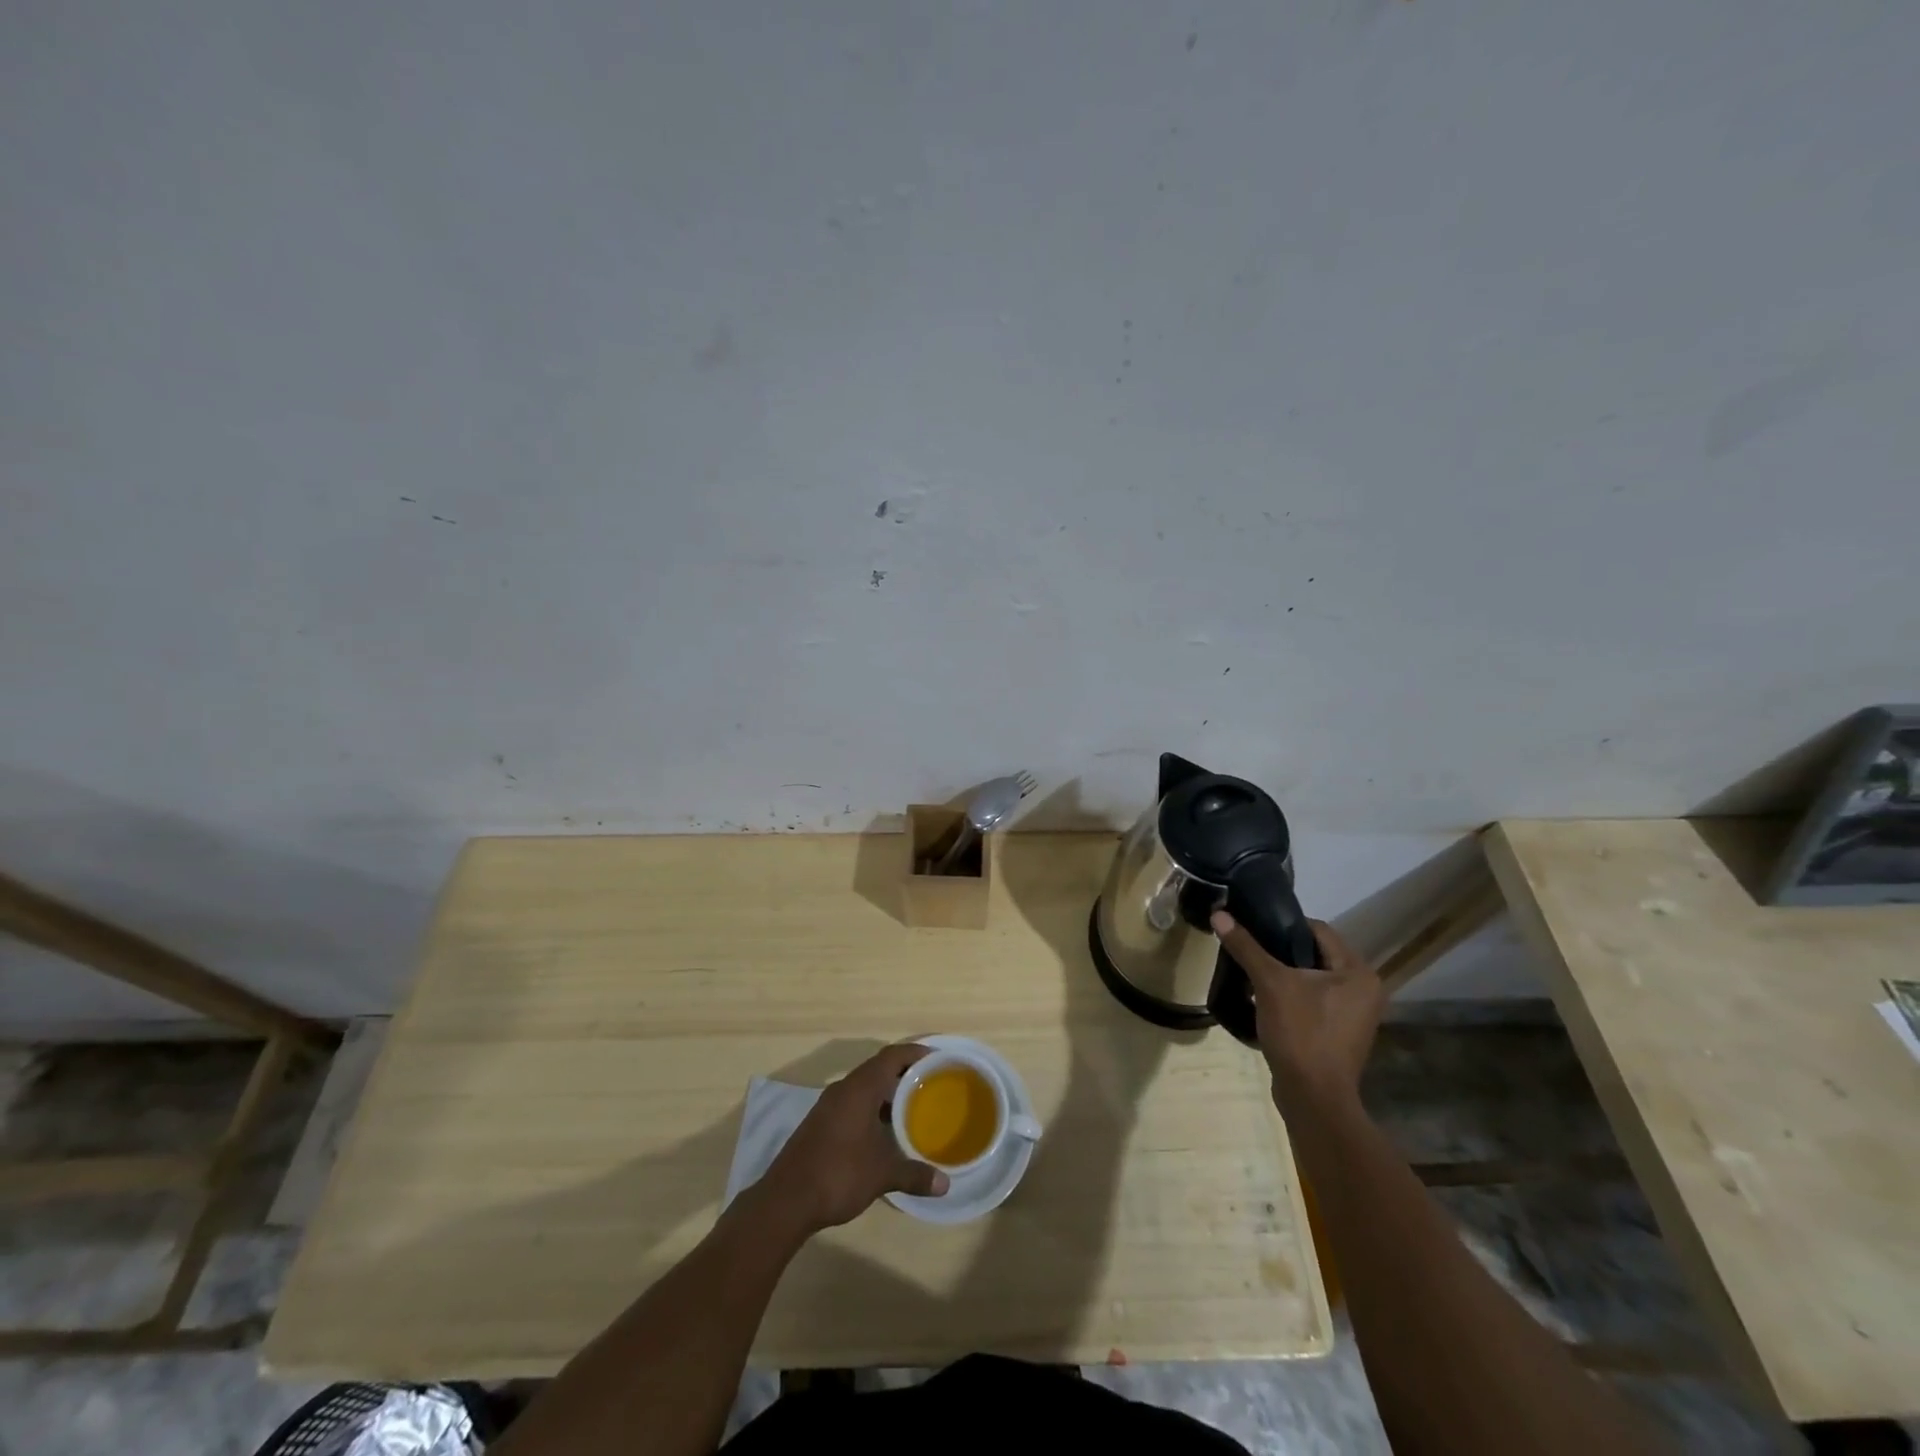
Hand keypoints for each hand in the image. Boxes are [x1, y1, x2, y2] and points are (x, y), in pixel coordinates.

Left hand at [757, 1043, 949, 1234]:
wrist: (786, 1200)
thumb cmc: (838, 1174)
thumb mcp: (882, 1174)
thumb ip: (914, 1175)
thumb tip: (945, 1184)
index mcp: (860, 1088)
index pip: (892, 1056)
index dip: (915, 1053)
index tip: (937, 1059)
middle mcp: (844, 1089)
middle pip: (878, 1068)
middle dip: (904, 1072)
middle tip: (931, 1083)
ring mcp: (828, 1106)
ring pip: (864, 1086)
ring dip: (887, 1092)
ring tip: (913, 1106)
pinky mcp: (820, 1123)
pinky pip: (853, 1103)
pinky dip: (872, 1107)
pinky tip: (884, 1130)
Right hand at [1212, 911, 1385, 1114]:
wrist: (1313, 1098)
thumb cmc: (1301, 1033)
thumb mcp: (1270, 984)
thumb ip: (1246, 947)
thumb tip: (1219, 913)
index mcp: (1358, 972)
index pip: (1318, 930)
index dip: (1284, 925)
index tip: (1254, 928)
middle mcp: (1364, 989)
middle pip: (1315, 954)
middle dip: (1281, 951)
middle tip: (1250, 949)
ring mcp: (1355, 1015)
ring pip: (1313, 979)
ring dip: (1285, 975)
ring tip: (1252, 972)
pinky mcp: (1341, 1034)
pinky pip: (1314, 1001)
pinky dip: (1292, 996)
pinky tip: (1264, 1000)